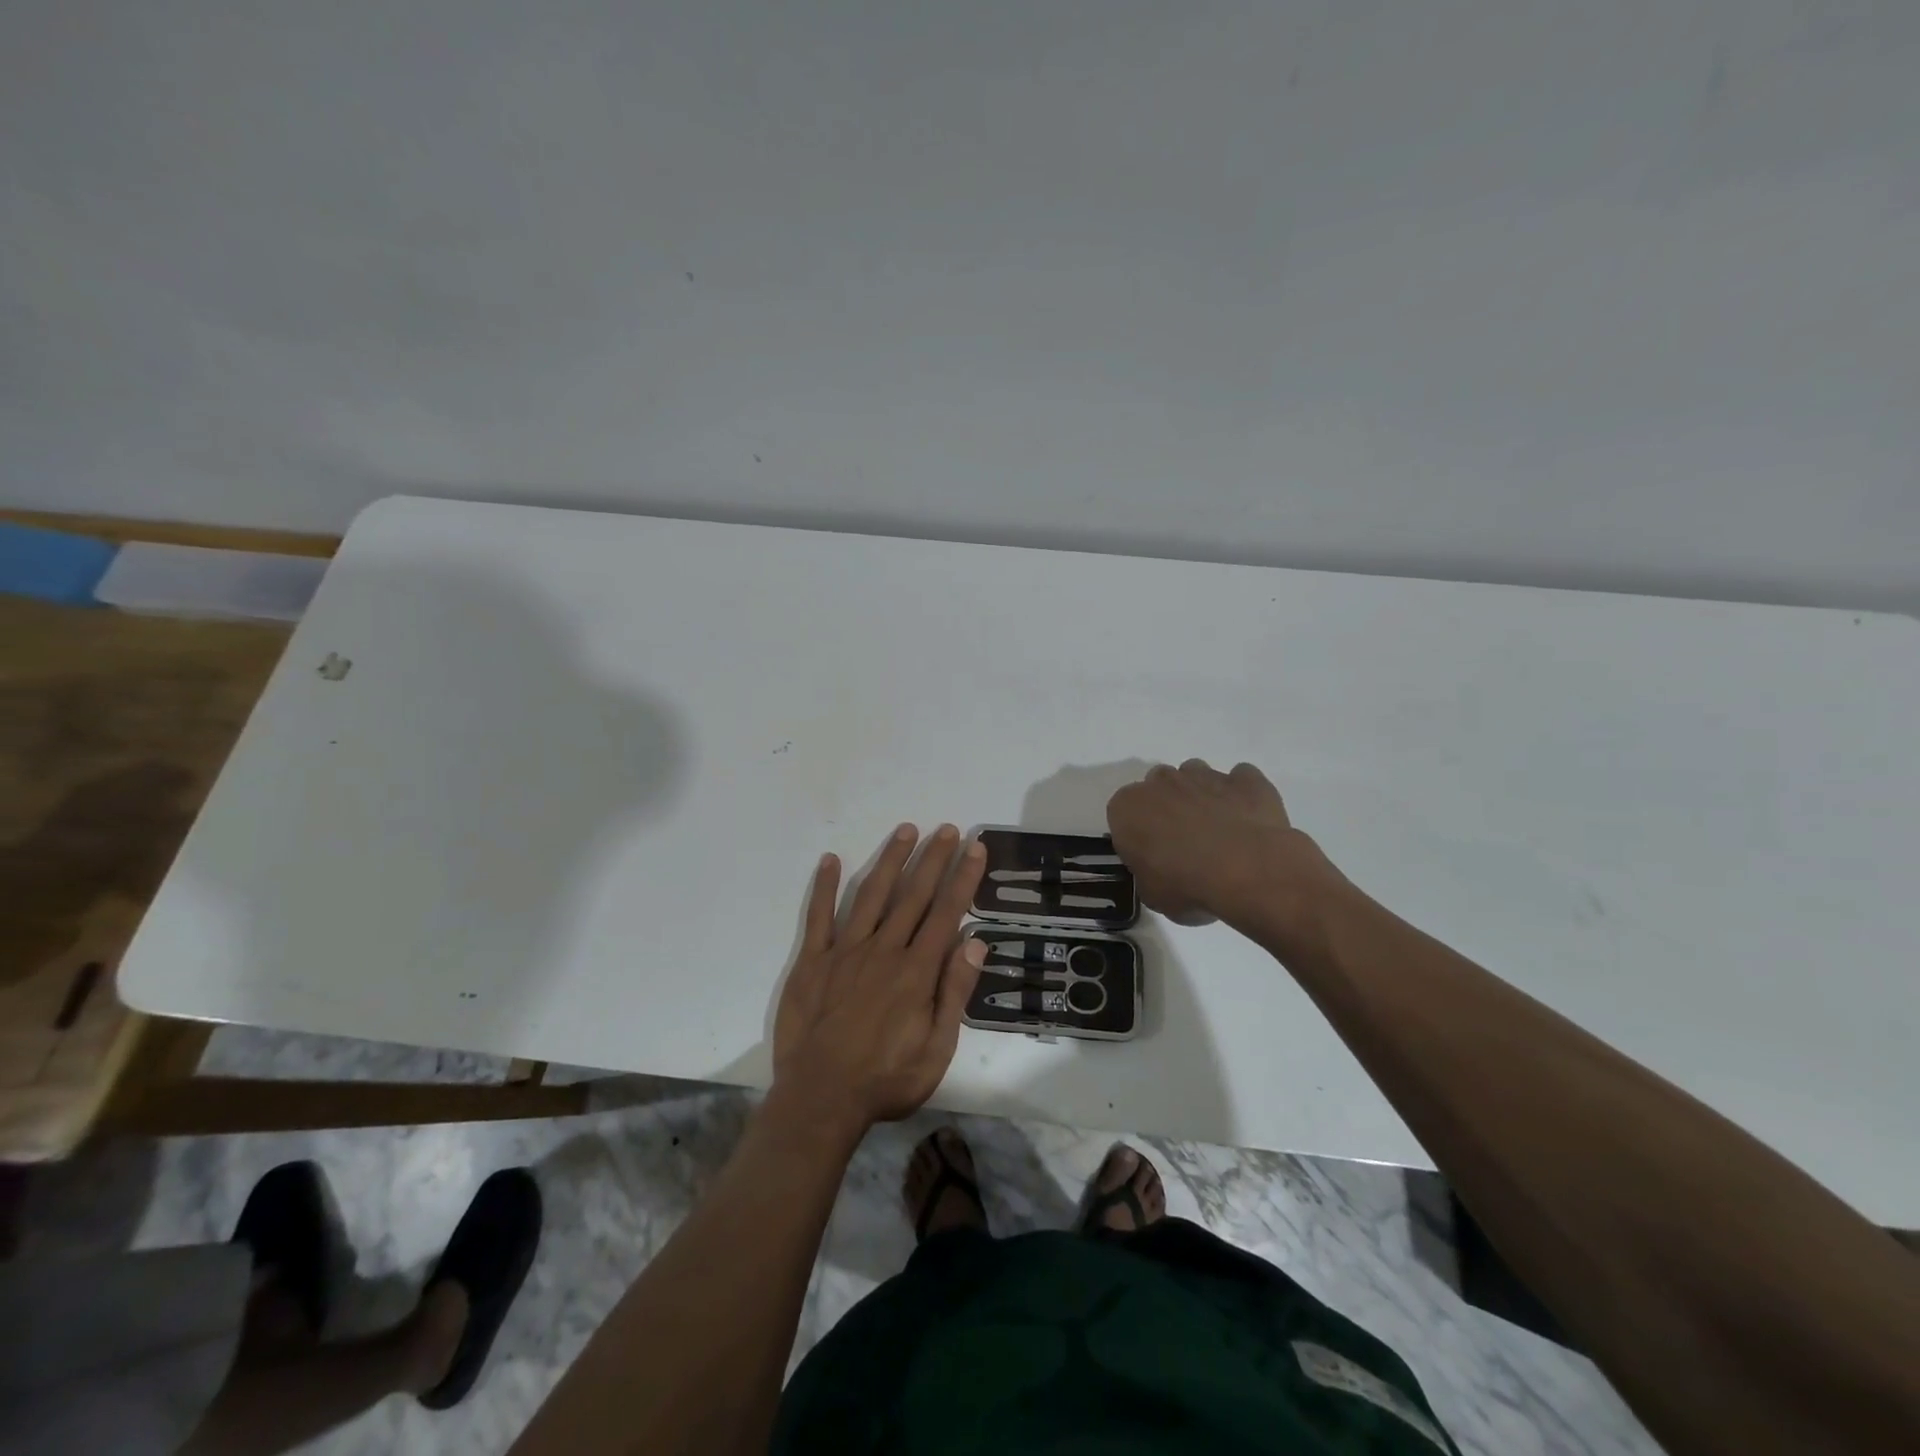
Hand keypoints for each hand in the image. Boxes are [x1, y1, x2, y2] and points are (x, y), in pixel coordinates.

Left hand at [772, 824, 987, 1136]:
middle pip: (913, 895)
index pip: (946, 913)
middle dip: (933, 859)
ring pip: (872, 895)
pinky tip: (832, 860)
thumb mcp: (937, 1050)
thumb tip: (976, 942)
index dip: (963, 878)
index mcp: (916, 971)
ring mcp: (845, 951)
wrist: (820, 1099)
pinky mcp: (813, 961)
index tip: (975, 848)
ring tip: (906, 830)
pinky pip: (819, 916)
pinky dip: (825, 887)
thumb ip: (955, 993)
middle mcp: (883, 950)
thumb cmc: (886, 1079)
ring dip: (890, 861)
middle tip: (948, 829)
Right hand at [1106, 759, 1341, 929]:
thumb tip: (1158, 870)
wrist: (1248, 872)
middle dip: (1168, 807)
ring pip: (1196, 776)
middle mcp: (1162, 782)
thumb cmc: (1187, 885)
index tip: (1150, 855)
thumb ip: (1147, 872)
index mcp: (1129, 807)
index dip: (1137, 834)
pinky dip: (1242, 795)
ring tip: (1218, 830)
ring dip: (1202, 795)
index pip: (1122, 814)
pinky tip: (1248, 820)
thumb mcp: (1152, 894)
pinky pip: (1241, 780)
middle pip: (1159, 786)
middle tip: (1184, 842)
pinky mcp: (1246, 779)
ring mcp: (1206, 775)